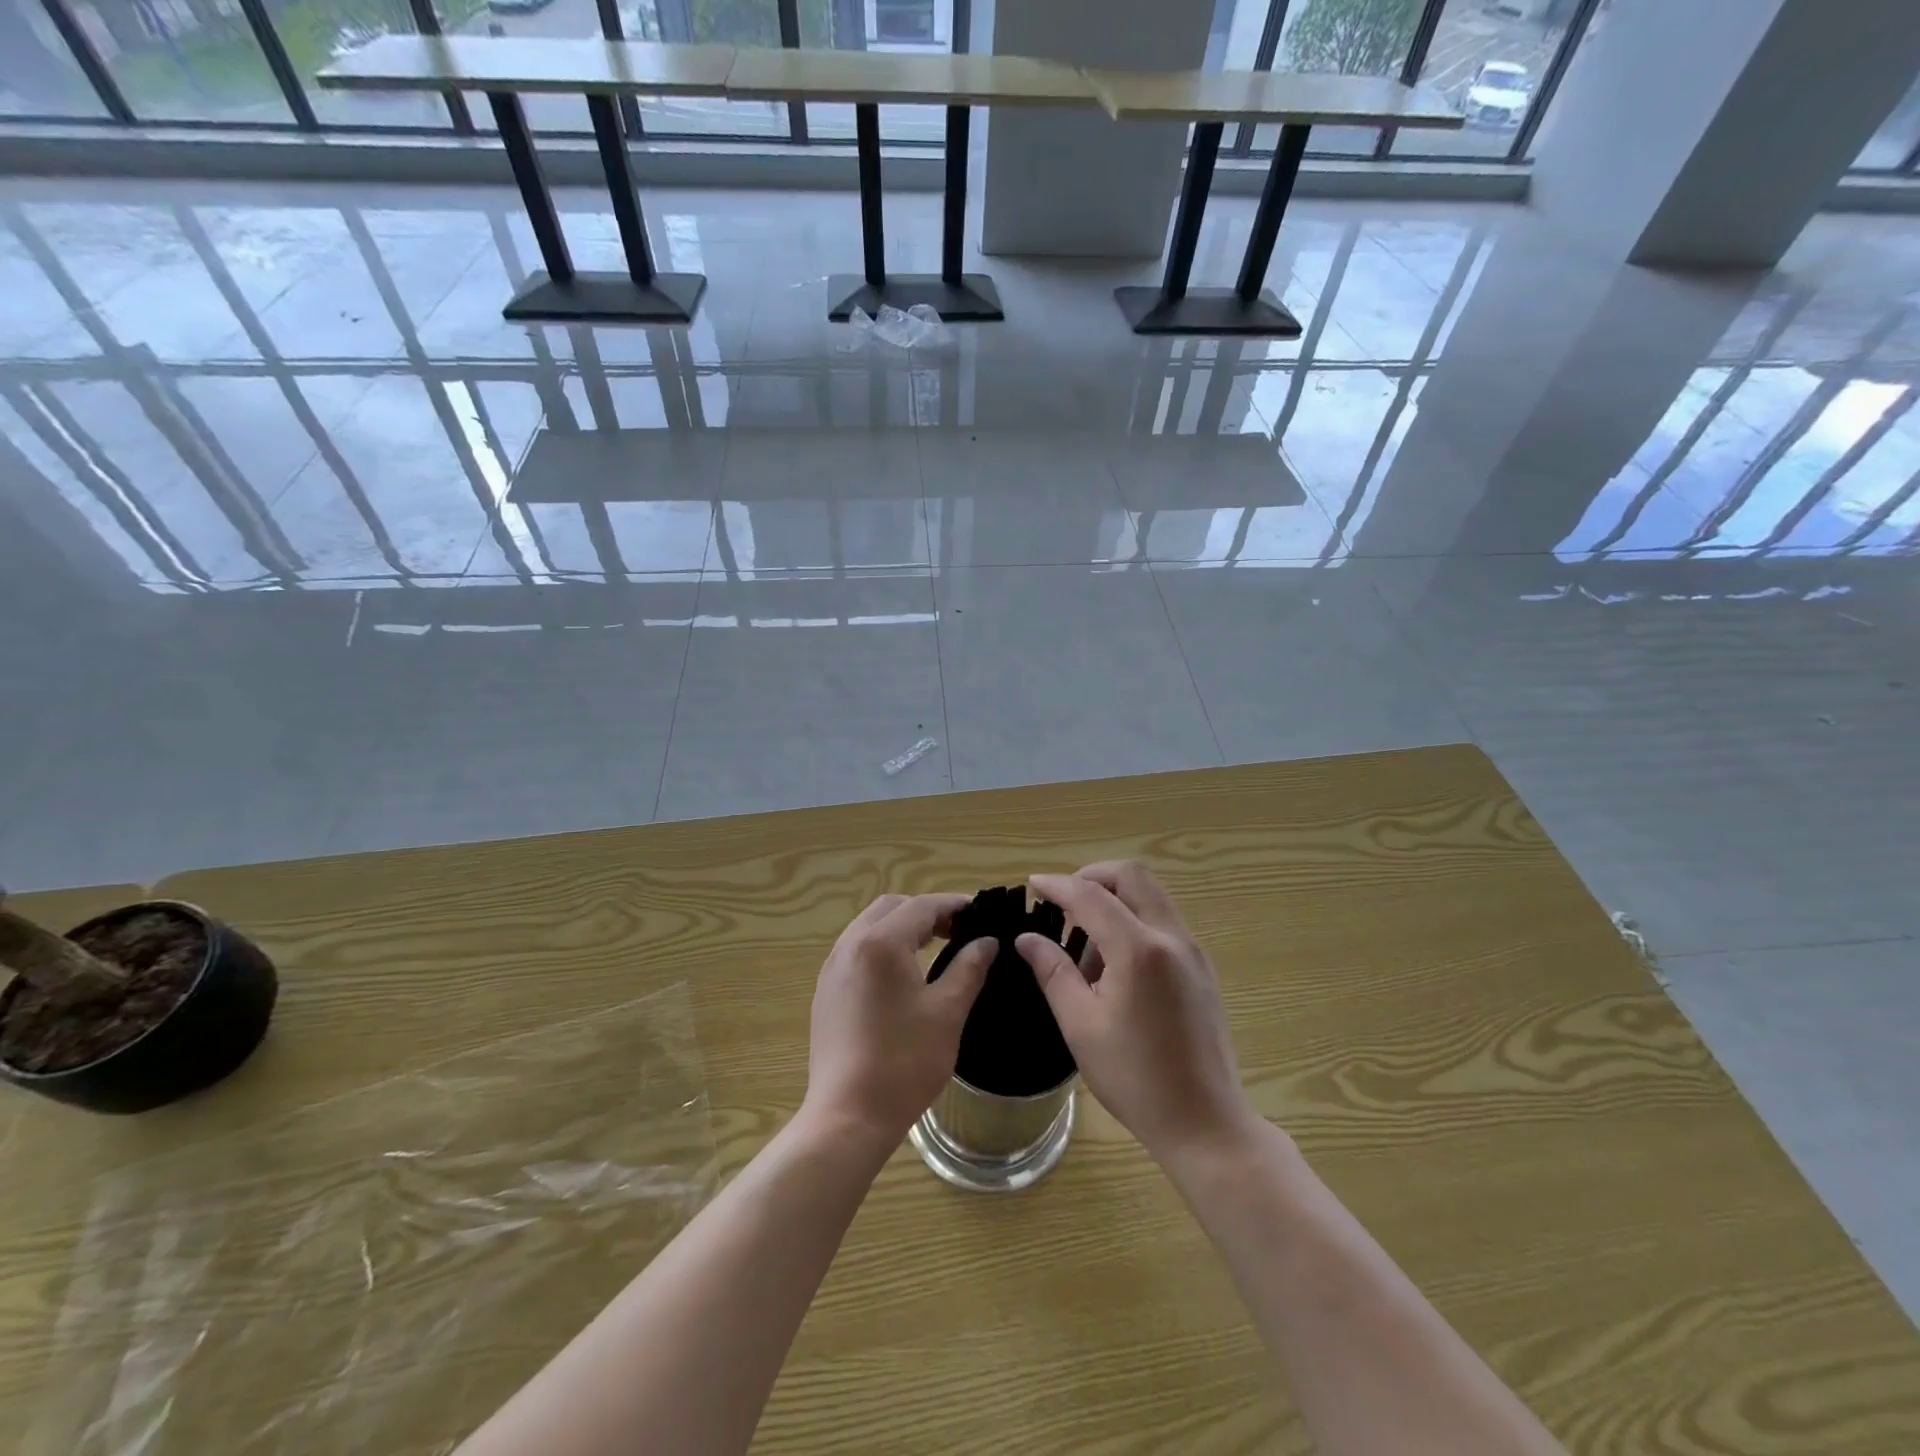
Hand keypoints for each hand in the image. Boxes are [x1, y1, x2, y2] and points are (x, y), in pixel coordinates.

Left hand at [802, 893, 996, 1151]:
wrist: (848, 1116)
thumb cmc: (904, 1062)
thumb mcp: (947, 1012)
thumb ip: (968, 968)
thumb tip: (987, 941)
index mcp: (880, 943)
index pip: (921, 906)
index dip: (954, 904)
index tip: (981, 912)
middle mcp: (850, 946)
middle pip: (891, 908)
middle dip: (926, 912)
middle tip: (959, 930)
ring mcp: (832, 968)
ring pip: (870, 927)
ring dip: (903, 927)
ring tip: (935, 947)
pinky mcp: (826, 991)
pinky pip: (857, 950)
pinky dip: (883, 946)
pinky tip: (903, 974)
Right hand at [1017, 863, 1256, 1164]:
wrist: (1205, 1123)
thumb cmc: (1135, 1078)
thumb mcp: (1081, 1026)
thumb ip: (1053, 972)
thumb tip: (1027, 938)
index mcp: (1139, 950)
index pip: (1091, 895)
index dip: (1058, 885)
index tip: (1032, 884)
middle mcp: (1171, 937)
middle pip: (1132, 876)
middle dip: (1093, 877)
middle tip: (1064, 902)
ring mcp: (1192, 951)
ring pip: (1151, 895)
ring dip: (1115, 900)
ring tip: (1086, 947)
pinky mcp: (1201, 968)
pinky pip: (1163, 921)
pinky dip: (1134, 921)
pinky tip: (1114, 965)